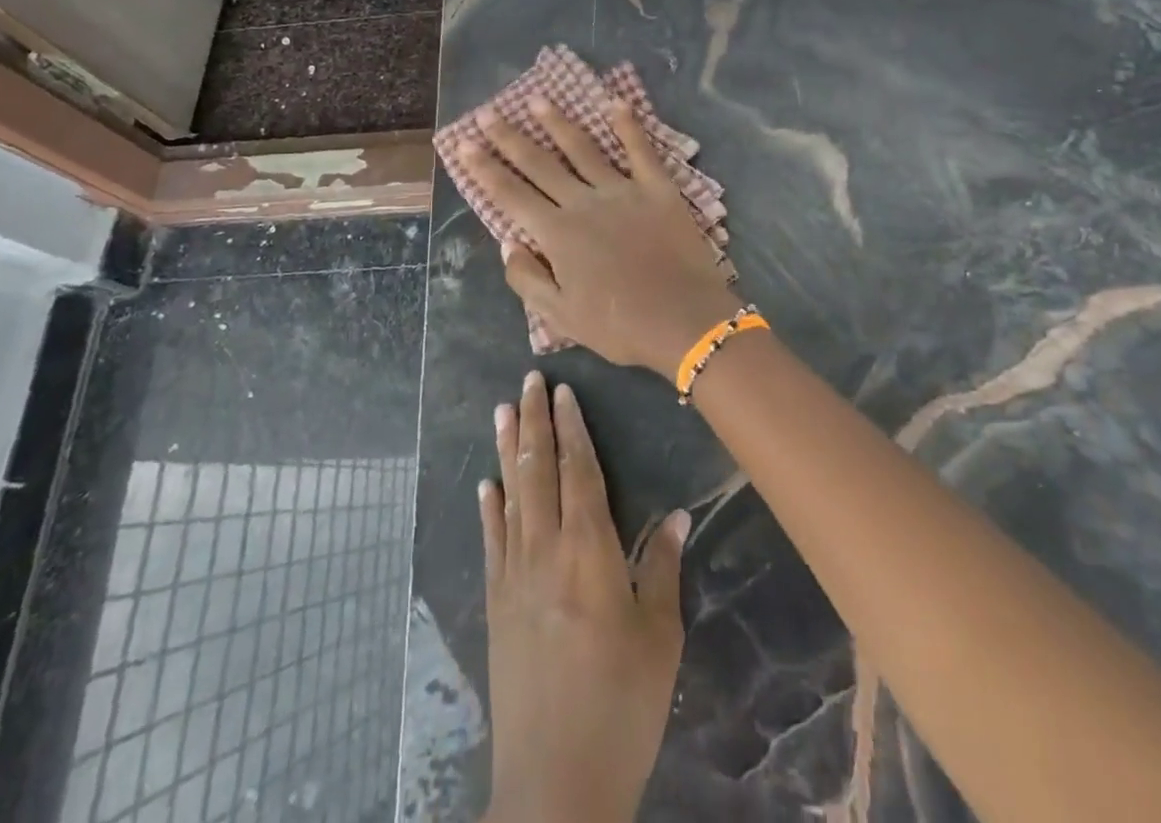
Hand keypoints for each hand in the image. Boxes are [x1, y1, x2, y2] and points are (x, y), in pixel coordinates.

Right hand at [458, 98, 739, 375]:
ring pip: (583, 149)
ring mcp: (623, 190)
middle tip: (487, 112)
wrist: (685, 320)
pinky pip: (640, 150)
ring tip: (537, 99)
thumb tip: (508, 242)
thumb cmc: (620, 326)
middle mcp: (584, 202)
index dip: (485, 169)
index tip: (464, 144)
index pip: (511, 194)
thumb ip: (528, 278)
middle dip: (509, 137)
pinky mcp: (658, 188)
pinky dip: (628, 125)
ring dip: (558, 123)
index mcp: (558, 234)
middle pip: (540, 164)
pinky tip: (615, 102)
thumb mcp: (561, 316)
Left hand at [481, 371, 688, 822]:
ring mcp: (514, 575)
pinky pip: (492, 541)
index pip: (579, 471)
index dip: (571, 428)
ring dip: (507, 449)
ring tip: (502, 410)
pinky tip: (486, 484)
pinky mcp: (496, 604)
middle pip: (538, 470)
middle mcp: (546, 549)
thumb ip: (660, 568)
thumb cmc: (622, 703)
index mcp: (589, 550)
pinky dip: (489, 506)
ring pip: (510, 495)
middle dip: (534, 421)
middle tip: (528, 380)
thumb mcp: (659, 636)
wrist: (555, 780)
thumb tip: (675, 515)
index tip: (563, 392)